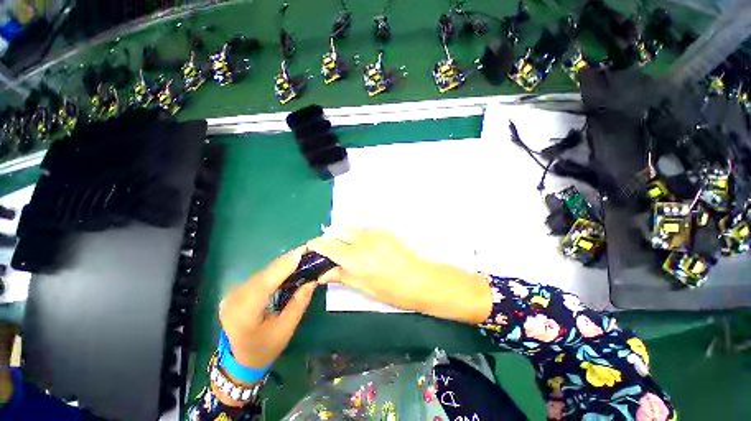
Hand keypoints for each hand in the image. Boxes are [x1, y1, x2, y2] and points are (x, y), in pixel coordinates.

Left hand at [218, 247, 316, 373]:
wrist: (240, 361)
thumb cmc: (265, 348)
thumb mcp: (286, 329)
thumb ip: (299, 303)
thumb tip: (312, 280)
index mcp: (244, 314)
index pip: (265, 284)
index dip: (283, 266)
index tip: (301, 251)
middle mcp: (234, 300)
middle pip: (263, 275)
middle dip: (286, 261)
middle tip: (307, 251)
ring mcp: (232, 295)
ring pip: (261, 273)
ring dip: (281, 264)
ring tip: (300, 257)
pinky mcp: (236, 291)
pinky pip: (259, 276)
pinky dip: (274, 270)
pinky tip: (287, 267)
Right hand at [308, 229, 491, 324]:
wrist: (420, 278)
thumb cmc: (392, 290)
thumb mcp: (364, 287)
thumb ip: (342, 276)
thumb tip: (323, 273)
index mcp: (354, 257)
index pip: (327, 245)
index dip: (316, 245)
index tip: (312, 249)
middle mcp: (362, 240)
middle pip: (338, 232)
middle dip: (331, 240)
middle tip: (332, 252)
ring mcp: (374, 233)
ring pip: (352, 229)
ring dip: (345, 236)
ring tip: (348, 249)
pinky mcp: (384, 231)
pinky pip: (365, 230)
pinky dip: (359, 236)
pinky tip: (365, 247)